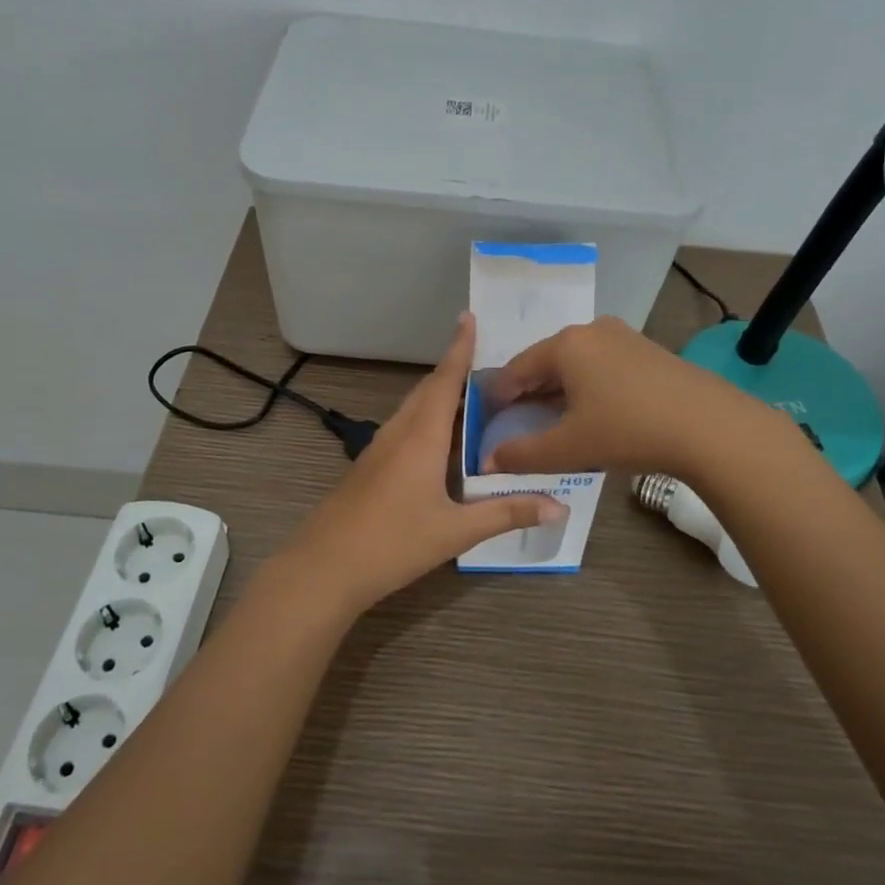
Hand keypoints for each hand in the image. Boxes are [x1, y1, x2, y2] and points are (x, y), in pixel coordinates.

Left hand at [280, 313, 563, 615]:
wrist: (325, 567)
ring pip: (414, 409)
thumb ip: (507, 514)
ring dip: (440, 396)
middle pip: (428, 390)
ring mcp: (379, 449)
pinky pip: (404, 428)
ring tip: (473, 399)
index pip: (445, 380)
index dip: (459, 348)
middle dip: (454, 371)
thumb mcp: (456, 531)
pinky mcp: (370, 466)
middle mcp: (399, 433)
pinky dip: (427, 420)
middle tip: (489, 365)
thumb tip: (560, 507)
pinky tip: (441, 443)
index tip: (468, 317)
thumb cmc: (393, 543)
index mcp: (421, 437)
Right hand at [482, 316, 759, 476]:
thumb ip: (522, 454)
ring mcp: (623, 337)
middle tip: (518, 425)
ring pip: (575, 364)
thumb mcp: (569, 448)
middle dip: (528, 394)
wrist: (710, 426)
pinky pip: (602, 366)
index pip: (515, 369)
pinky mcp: (648, 351)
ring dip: (558, 391)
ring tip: (554, 423)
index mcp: (565, 345)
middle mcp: (591, 331)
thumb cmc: (628, 430)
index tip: (487, 421)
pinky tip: (593, 414)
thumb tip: (488, 462)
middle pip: (545, 362)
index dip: (497, 397)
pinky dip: (587, 388)